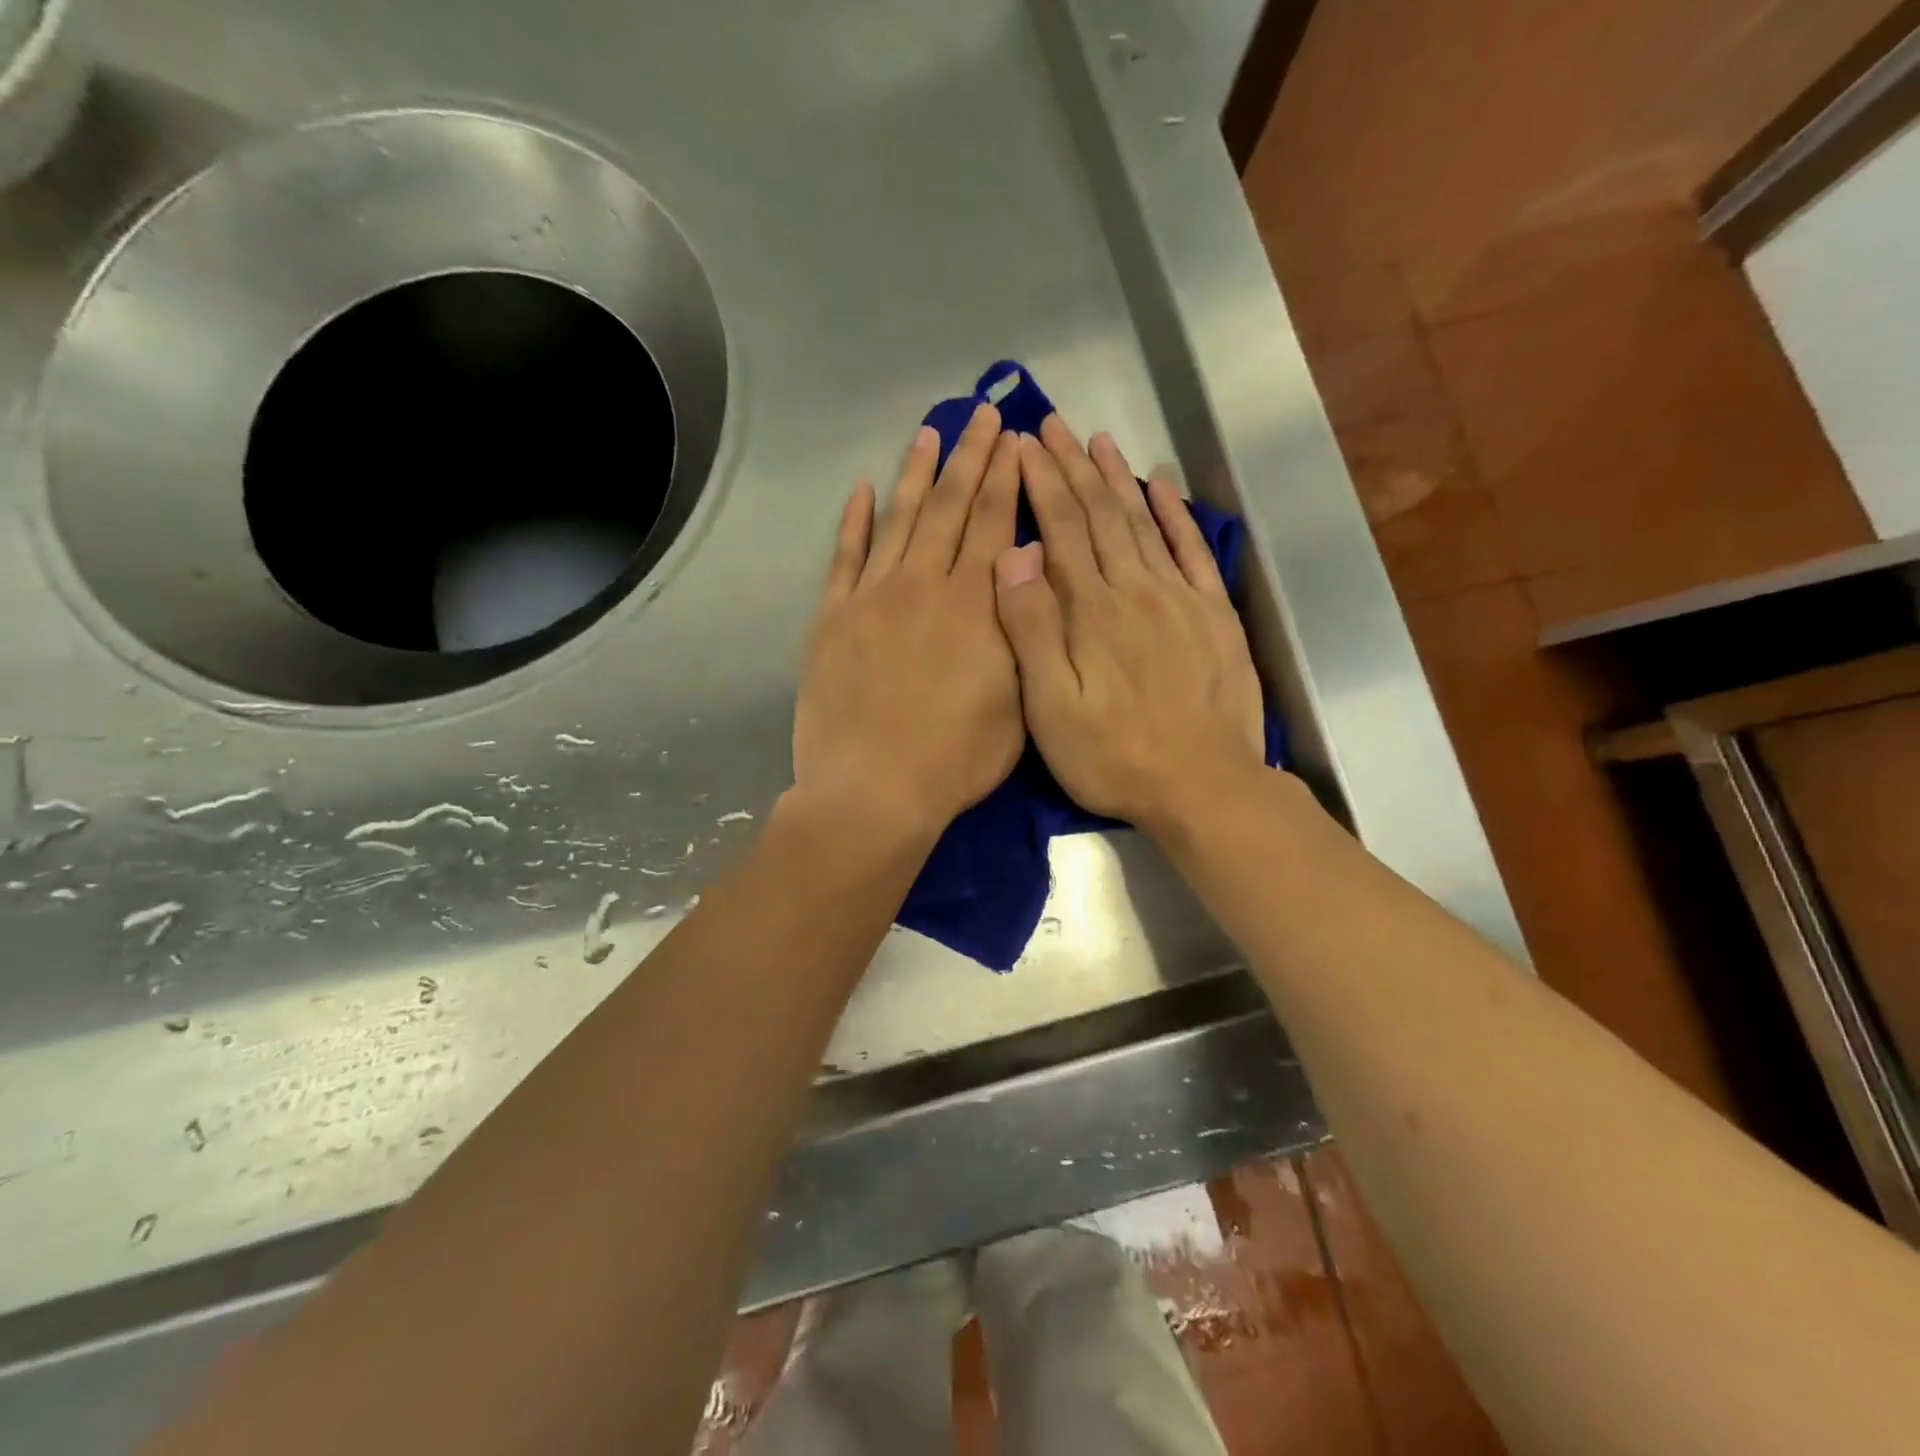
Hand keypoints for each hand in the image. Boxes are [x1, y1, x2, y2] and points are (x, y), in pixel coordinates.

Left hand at [794, 403, 1023, 840]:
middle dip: (971, 457)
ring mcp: (873, 597)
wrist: (874, 790)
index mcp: (976, 605)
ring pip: (900, 520)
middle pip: (951, 507)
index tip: (1015, 439)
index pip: (995, 524)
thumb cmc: (957, 758)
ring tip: (930, 432)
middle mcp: (925, 585)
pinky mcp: (833, 617)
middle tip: (984, 416)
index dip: (1007, 478)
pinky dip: (854, 520)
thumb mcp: (1019, 702)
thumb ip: (1023, 630)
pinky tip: (863, 490)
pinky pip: (844, 556)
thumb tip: (1023, 569)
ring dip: (917, 473)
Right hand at [993, 416, 1266, 837]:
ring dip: (1118, 479)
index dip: (1040, 484)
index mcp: (1091, 611)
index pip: (1059, 530)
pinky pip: (1193, 551)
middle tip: (1051, 425)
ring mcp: (1180, 599)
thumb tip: (1014, 556)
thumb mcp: (1052, 708)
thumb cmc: (1114, 756)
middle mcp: (1135, 590)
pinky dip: (1176, 515)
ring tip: (1098, 440)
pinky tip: (1162, 486)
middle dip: (1072, 467)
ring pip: (1142, 523)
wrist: (1204, 786)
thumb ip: (1032, 631)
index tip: (1022, 445)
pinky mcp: (1214, 615)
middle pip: (1099, 515)